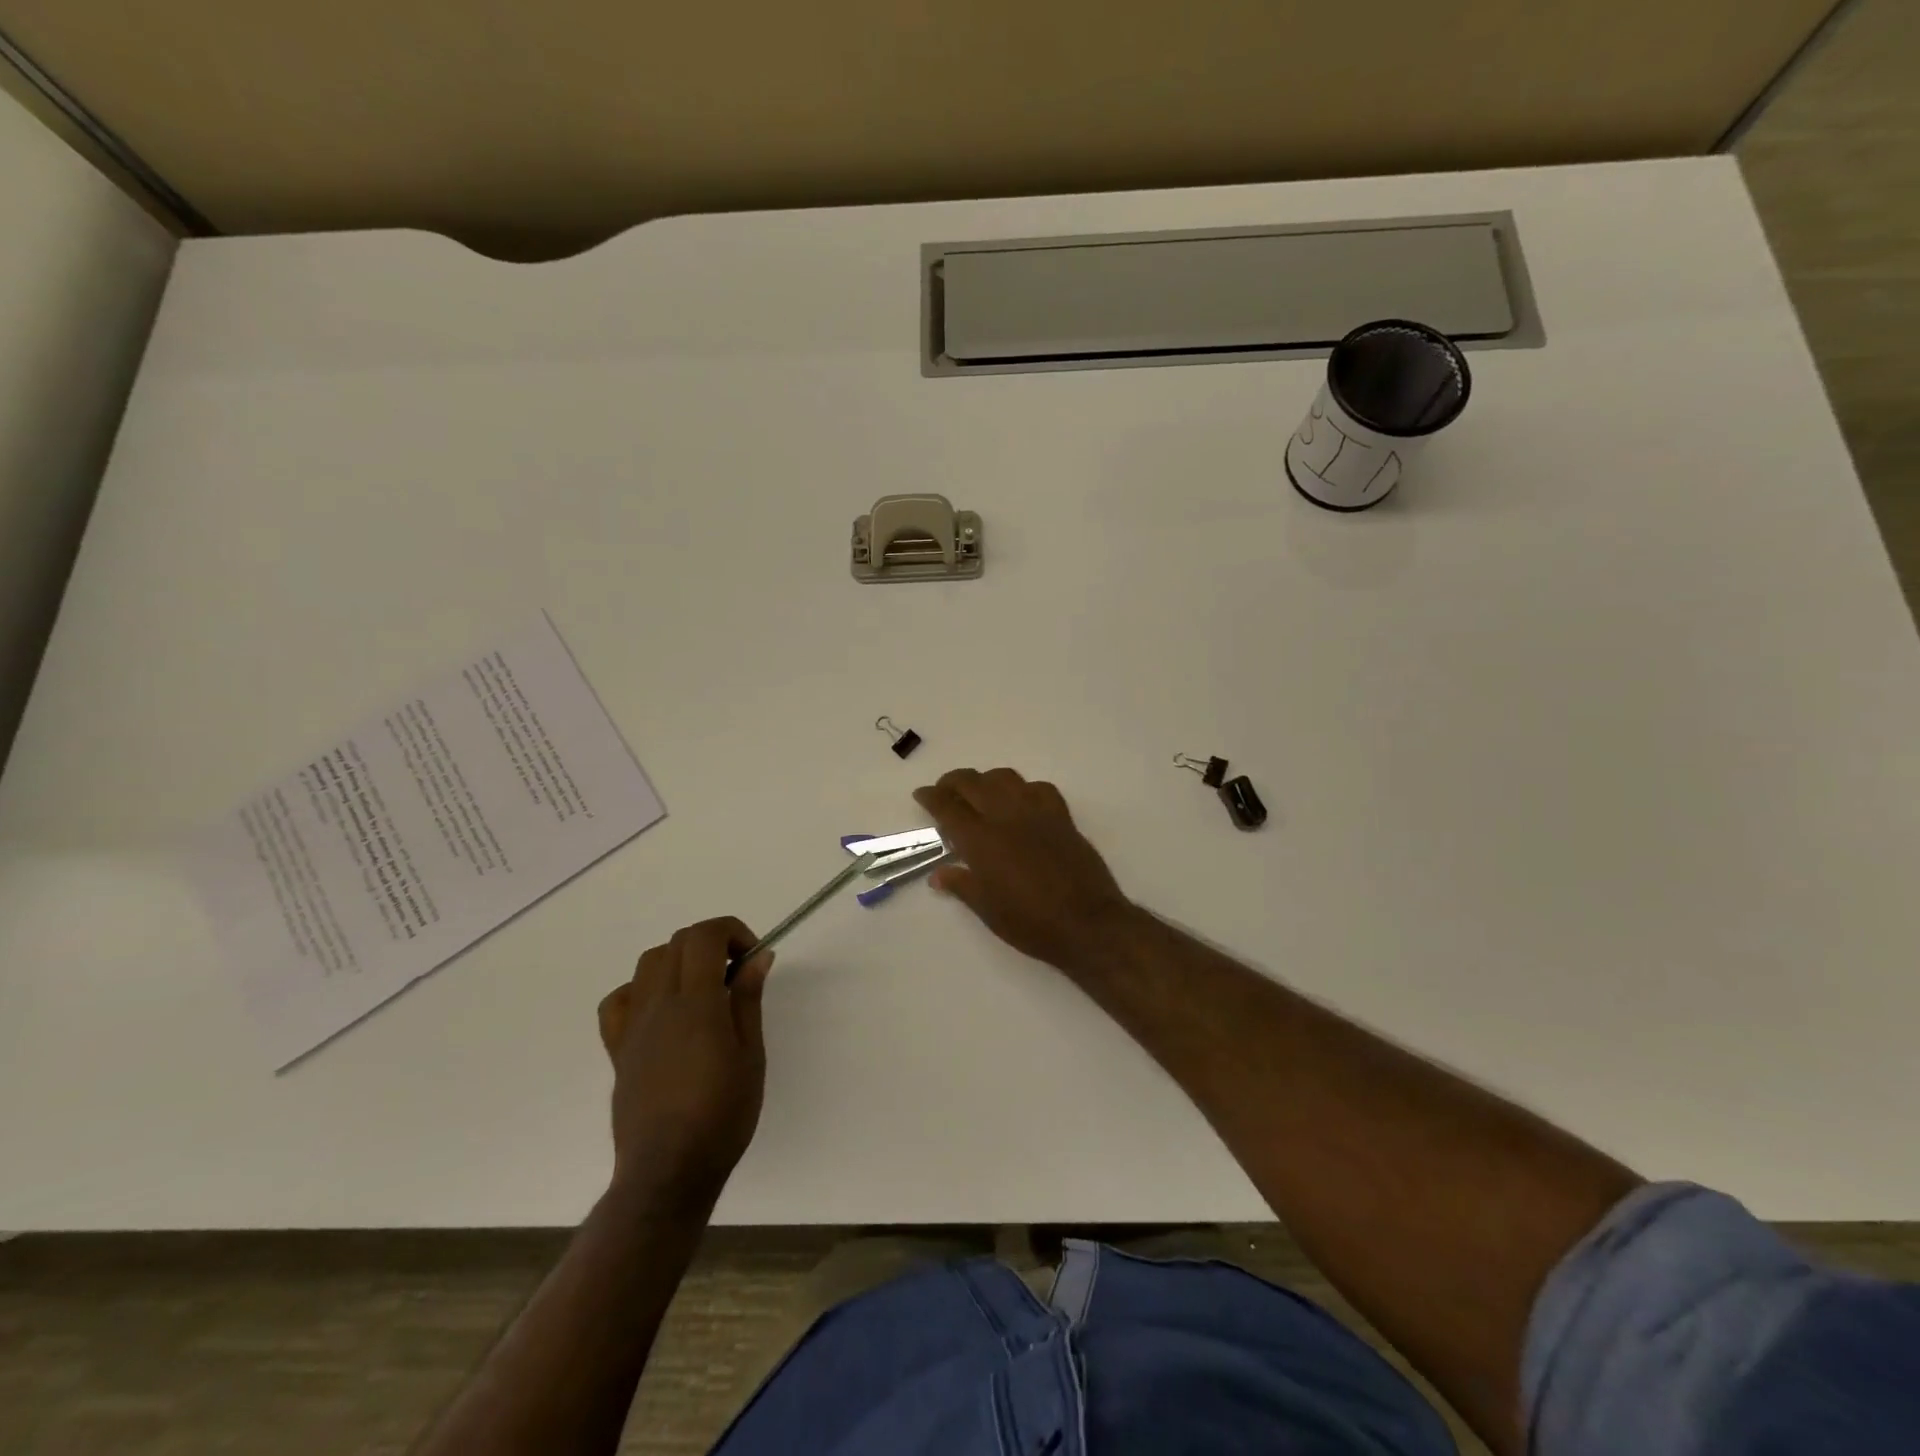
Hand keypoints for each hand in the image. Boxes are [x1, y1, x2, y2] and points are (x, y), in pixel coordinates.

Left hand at [596, 917, 770, 1210]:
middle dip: (712, 943)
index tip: (752, 956)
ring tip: (704, 990)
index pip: (704, 936)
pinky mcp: (618, 1049)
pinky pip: (619, 1000)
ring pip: (649, 963)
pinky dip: (642, 989)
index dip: (732, 932)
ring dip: (680, 960)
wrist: (668, 1172)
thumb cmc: (722, 1116)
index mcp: (696, 1004)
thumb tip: (758, 956)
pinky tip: (662, 1011)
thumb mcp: (751, 1056)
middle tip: (736, 974)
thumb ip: (749, 1000)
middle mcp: (659, 1005)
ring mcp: (633, 1026)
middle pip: (678, 942)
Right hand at [913, 768, 1137, 972]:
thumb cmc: (1031, 923)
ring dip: (985, 780)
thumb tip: (938, 874)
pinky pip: (1039, 789)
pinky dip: (1023, 789)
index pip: (948, 806)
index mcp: (981, 840)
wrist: (1087, 923)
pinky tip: (1020, 803)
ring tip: (979, 793)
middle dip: (953, 782)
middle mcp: (1006, 817)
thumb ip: (961, 885)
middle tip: (944, 791)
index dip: (931, 797)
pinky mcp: (1062, 817)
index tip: (921, 794)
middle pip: (973, 783)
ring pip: (1005, 778)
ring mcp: (1036, 813)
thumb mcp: (987, 910)